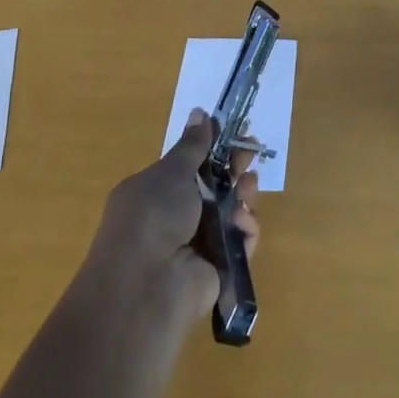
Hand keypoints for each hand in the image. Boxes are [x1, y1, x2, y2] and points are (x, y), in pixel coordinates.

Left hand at [88, 109, 259, 318]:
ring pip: (232, 211)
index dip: (215, 147)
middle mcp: (176, 216)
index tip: (236, 131)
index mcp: (157, 191)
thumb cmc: (152, 217)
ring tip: (249, 187)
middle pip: (215, 186)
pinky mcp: (218, 266)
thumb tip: (200, 111)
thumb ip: (192, 145)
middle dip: (235, 168)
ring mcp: (197, 242)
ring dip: (244, 195)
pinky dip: (246, 229)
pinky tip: (244, 223)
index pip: (192, 164)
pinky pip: (240, 240)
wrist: (147, 285)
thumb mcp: (170, 173)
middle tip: (250, 155)